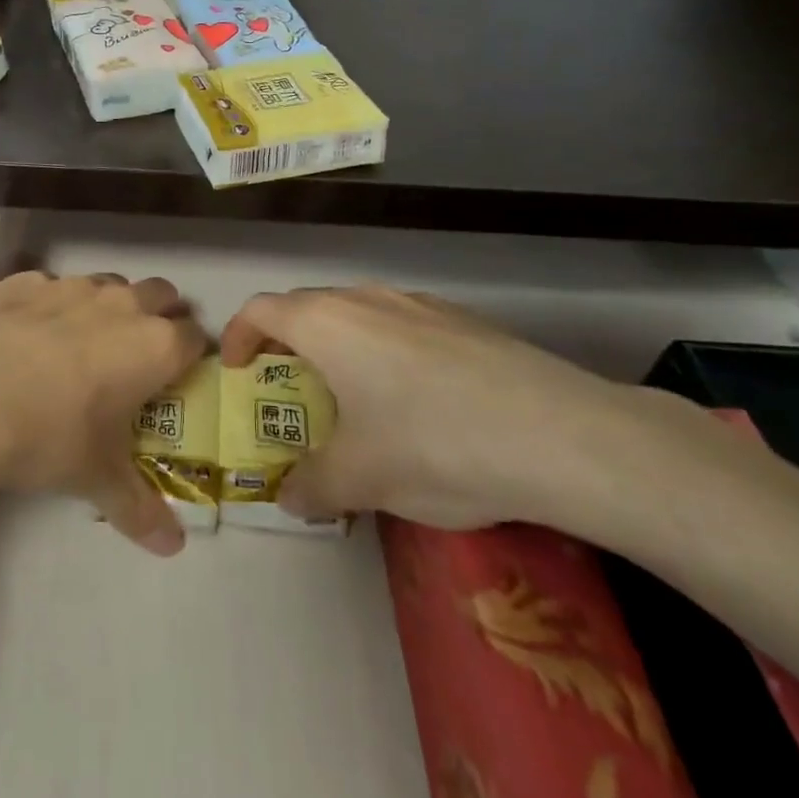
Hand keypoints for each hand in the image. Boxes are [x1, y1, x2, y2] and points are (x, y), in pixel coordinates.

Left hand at [0, 271, 204, 554]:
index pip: (196, 338)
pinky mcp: (27, 281)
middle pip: (162, 295)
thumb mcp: (96, 478)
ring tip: (85, 345)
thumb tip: (172, 548)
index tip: (175, 379)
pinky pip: (54, 286)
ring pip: (110, 284)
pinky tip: (28, 337)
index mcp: (155, 346)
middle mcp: (122, 304)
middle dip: (160, 317)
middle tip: (137, 357)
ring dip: (110, 307)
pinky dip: (54, 306)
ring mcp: (73, 286)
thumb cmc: (50, 436)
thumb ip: (139, 508)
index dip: (190, 357)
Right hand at [220, 286, 654, 531]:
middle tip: (289, 387)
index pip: (261, 309)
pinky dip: (384, 350)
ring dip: (338, 345)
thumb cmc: (434, 444)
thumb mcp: (361, 479)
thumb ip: (313, 487)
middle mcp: (366, 299)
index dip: (238, 335)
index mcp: (327, 323)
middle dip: (287, 342)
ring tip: (351, 395)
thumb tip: (291, 498)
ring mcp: (419, 304)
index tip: (236, 369)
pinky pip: (402, 325)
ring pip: (357, 313)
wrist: (561, 435)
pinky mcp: (464, 320)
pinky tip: (417, 400)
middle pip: (306, 306)